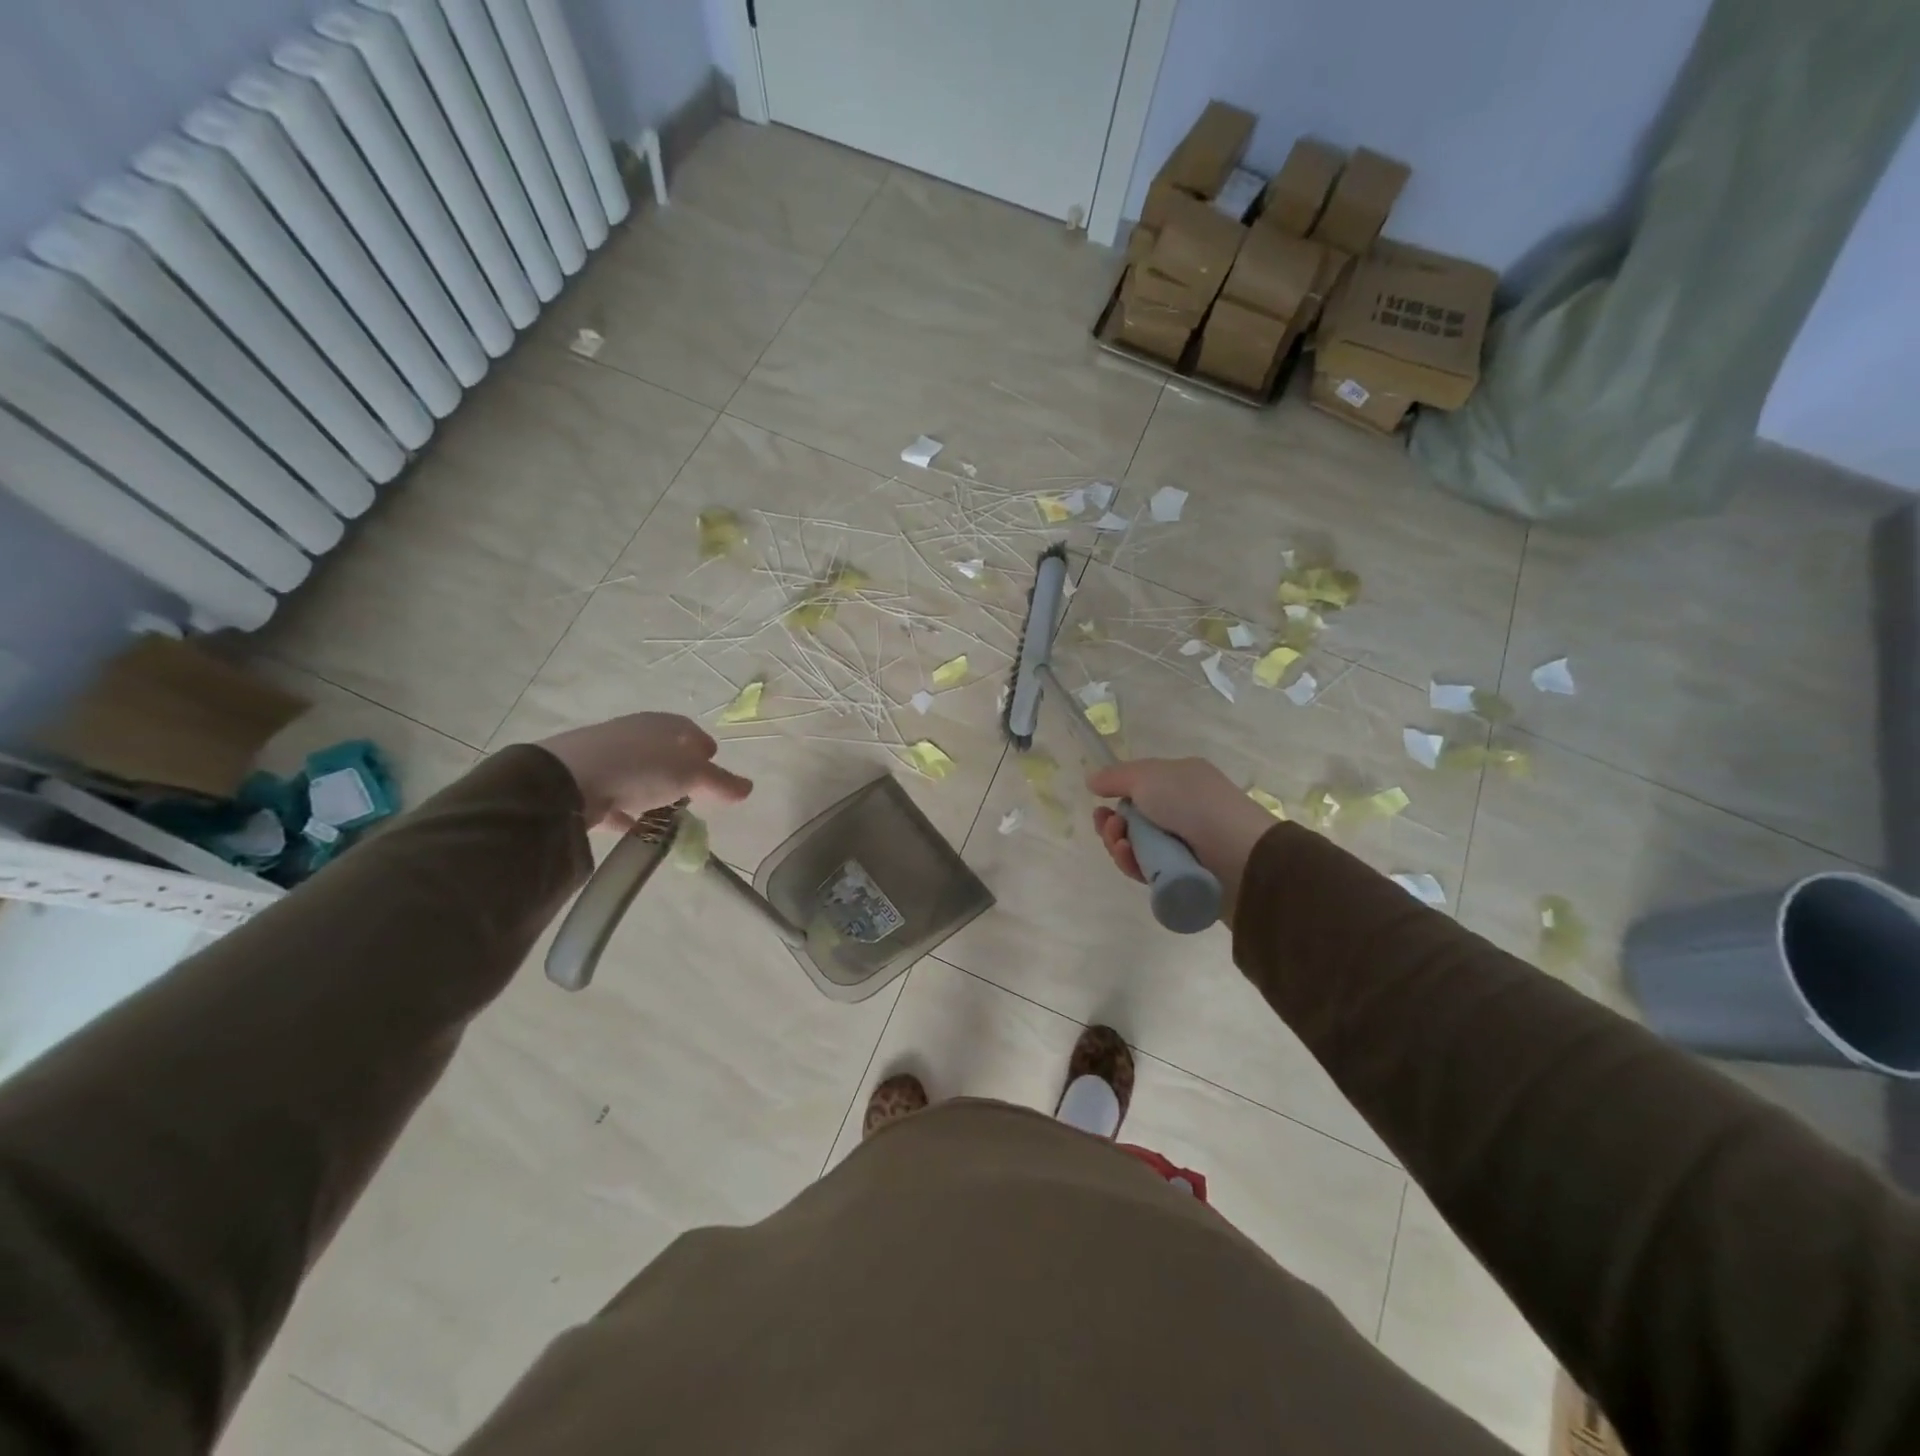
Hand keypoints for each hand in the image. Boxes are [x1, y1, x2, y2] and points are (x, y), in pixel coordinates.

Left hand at [536, 713, 751, 829]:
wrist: (567, 779)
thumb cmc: (640, 767)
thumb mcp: (691, 776)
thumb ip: (721, 782)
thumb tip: (749, 787)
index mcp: (662, 725)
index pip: (689, 731)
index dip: (704, 748)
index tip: (714, 764)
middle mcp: (634, 734)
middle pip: (664, 751)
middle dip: (679, 769)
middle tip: (693, 790)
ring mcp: (606, 756)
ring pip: (639, 773)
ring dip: (653, 790)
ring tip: (667, 813)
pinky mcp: (584, 782)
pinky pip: (615, 797)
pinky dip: (628, 810)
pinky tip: (636, 826)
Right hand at [1086, 758, 1277, 917]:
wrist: (1238, 855)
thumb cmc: (1193, 804)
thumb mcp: (1149, 776)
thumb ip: (1116, 777)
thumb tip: (1092, 780)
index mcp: (1180, 782)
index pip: (1140, 788)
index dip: (1116, 796)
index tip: (1100, 804)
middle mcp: (1182, 812)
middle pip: (1133, 821)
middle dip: (1113, 825)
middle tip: (1110, 827)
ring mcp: (1182, 846)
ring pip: (1135, 847)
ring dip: (1118, 844)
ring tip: (1121, 844)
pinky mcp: (1180, 877)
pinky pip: (1145, 871)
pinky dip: (1132, 864)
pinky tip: (1128, 857)